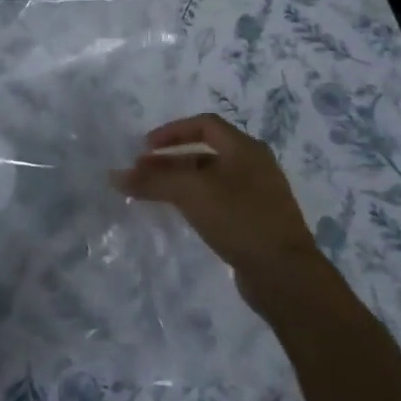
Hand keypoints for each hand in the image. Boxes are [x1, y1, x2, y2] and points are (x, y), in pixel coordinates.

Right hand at [114, 114, 324, 283]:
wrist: (285, 275)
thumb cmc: (239, 219)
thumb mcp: (191, 192)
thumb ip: (152, 181)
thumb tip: (114, 176)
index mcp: (245, 149)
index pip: (204, 125)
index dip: (171, 131)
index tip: (145, 147)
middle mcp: (254, 166)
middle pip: (204, 153)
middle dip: (169, 160)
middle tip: (141, 173)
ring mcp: (257, 196)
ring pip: (209, 179)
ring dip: (178, 182)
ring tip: (151, 194)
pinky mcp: (255, 222)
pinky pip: (217, 201)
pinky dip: (193, 201)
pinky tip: (178, 214)